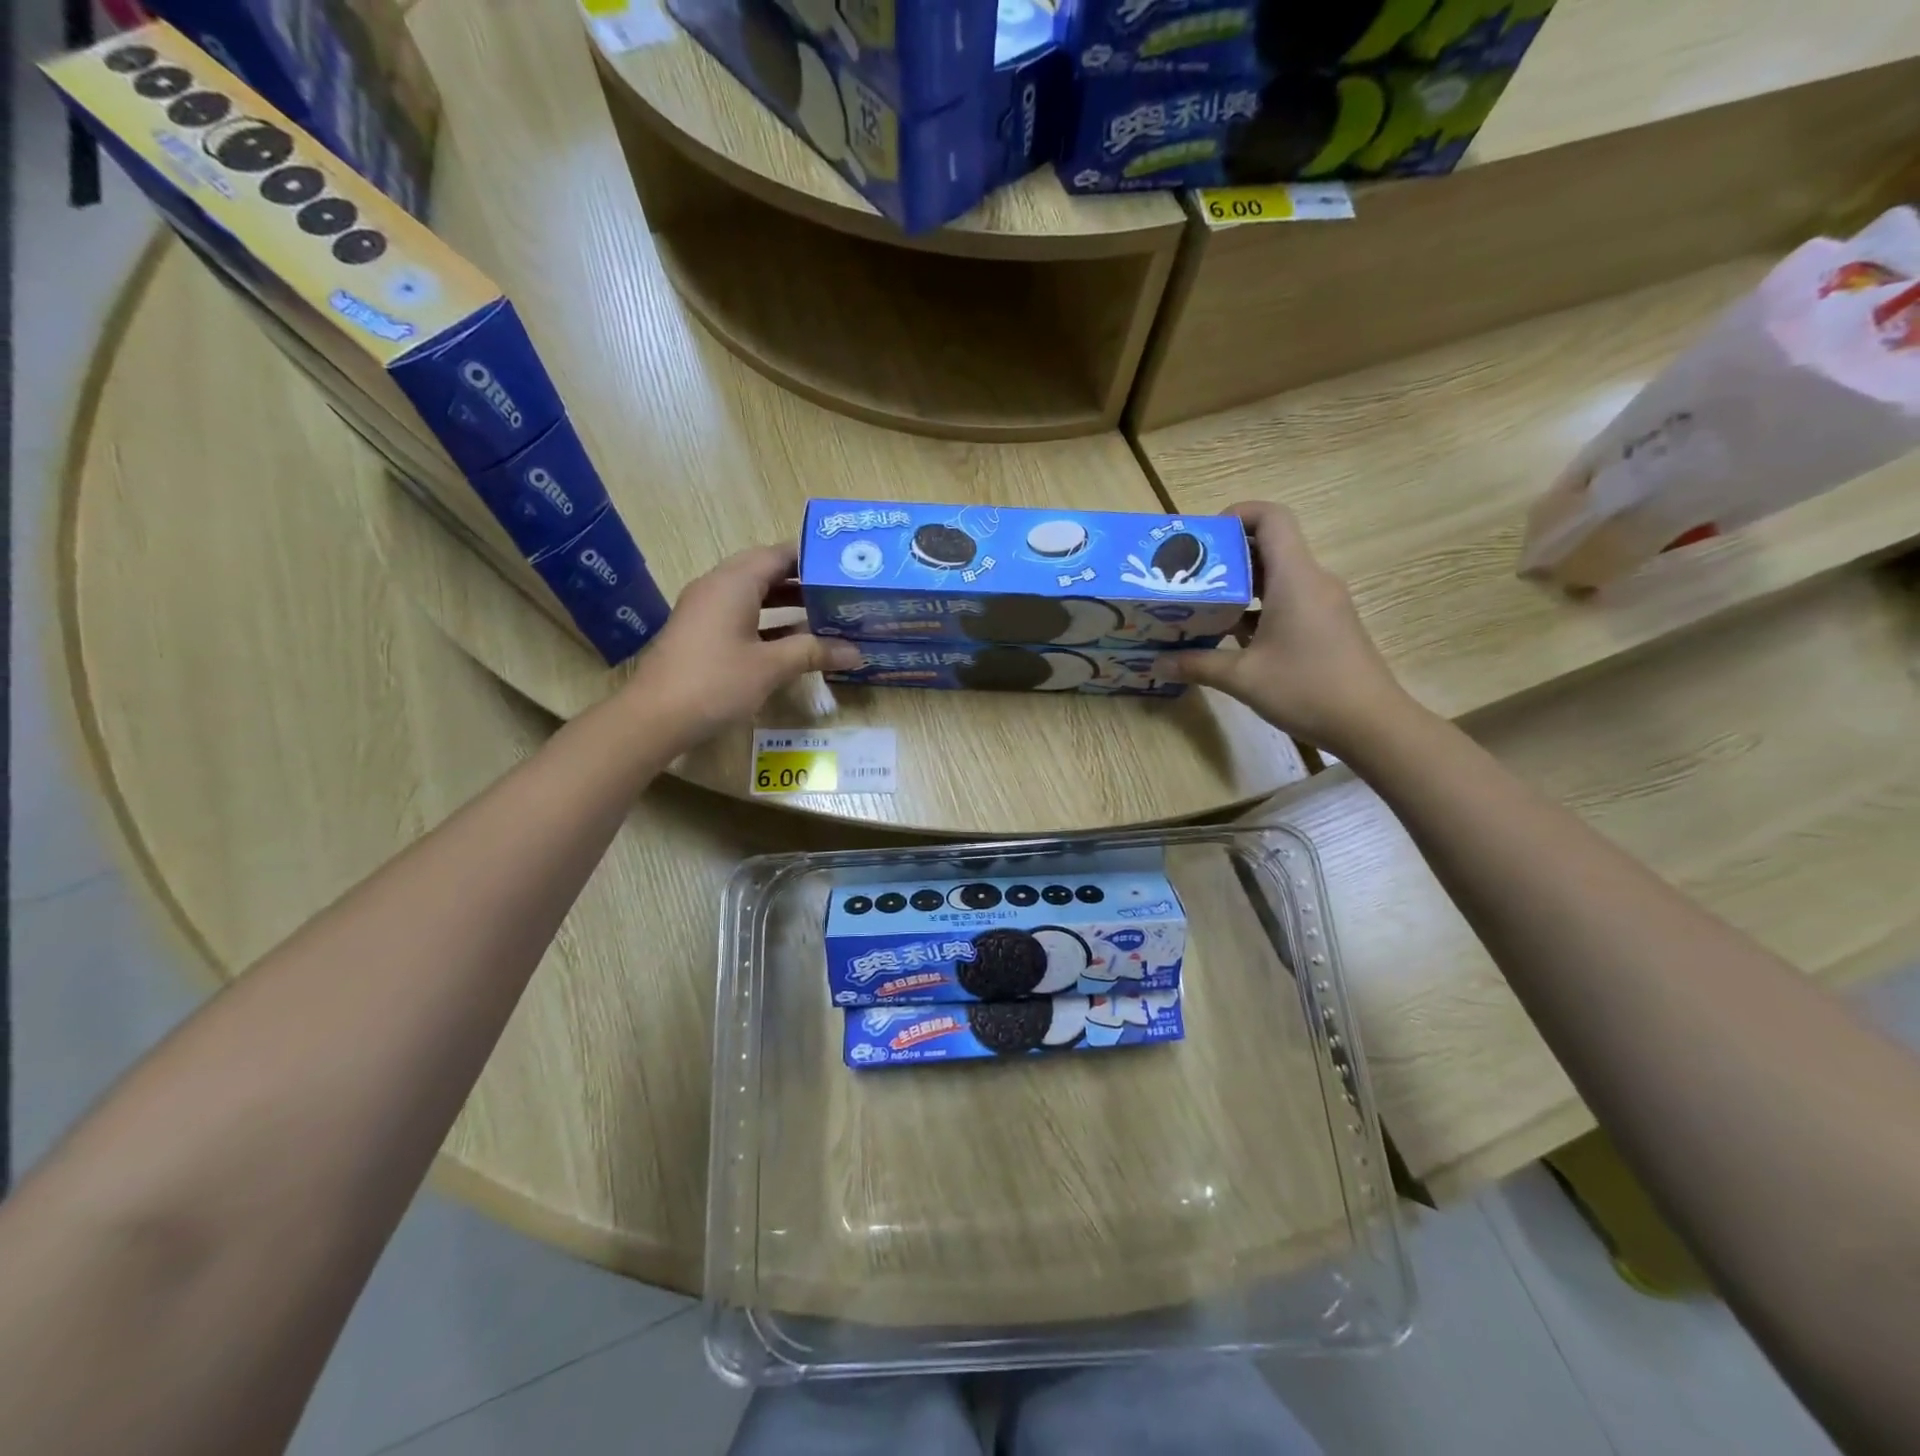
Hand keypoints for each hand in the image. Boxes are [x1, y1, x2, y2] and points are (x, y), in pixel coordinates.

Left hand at [624, 544, 860, 749]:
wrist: (654, 717)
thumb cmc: (715, 682)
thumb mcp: (771, 666)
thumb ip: (813, 652)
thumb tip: (856, 652)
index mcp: (734, 582)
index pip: (778, 554)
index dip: (812, 557)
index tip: (845, 566)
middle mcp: (717, 587)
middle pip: (765, 571)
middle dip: (803, 580)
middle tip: (841, 589)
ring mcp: (705, 610)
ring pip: (753, 595)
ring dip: (787, 602)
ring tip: (825, 611)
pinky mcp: (701, 633)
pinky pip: (741, 614)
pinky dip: (769, 621)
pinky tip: (794, 640)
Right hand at [1166, 501, 1413, 755]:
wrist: (1371, 724)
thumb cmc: (1307, 689)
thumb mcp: (1242, 678)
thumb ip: (1197, 664)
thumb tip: (1157, 663)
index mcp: (1295, 578)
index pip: (1271, 518)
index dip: (1237, 514)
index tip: (1204, 539)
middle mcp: (1313, 581)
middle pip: (1270, 545)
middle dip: (1228, 555)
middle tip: (1190, 575)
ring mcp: (1323, 603)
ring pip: (1278, 576)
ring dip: (1241, 584)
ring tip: (1203, 603)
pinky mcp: (1327, 625)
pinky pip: (1289, 599)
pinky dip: (1259, 607)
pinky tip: (1231, 635)